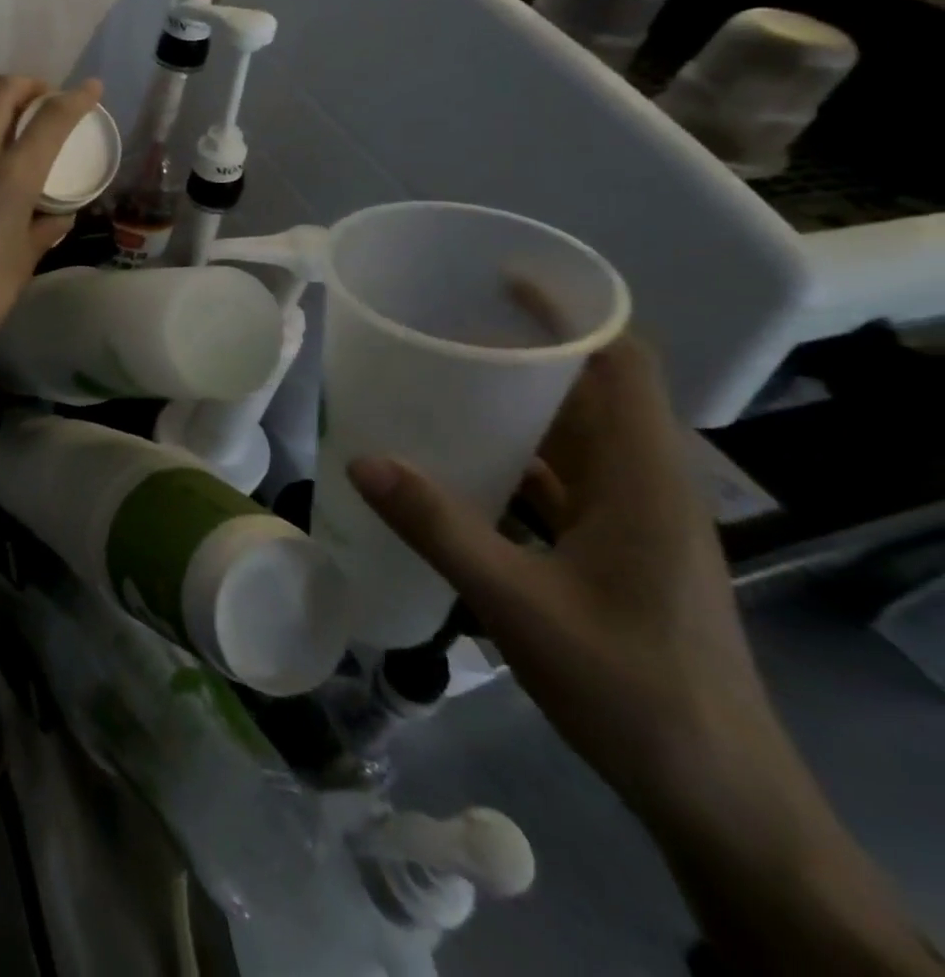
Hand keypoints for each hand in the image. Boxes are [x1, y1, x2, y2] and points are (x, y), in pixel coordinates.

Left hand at [0, 75, 102, 372]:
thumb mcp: (23, 263)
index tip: (91, 89)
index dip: (76, 98)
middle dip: (28, 85)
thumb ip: (44, 230)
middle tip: (41, 101)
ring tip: (4, 121)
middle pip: (0, 91)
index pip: (49, 119)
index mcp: (10, 178)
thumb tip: (60, 214)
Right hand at [346, 338, 779, 820]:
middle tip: (443, 332)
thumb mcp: (521, 605)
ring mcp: (634, 523)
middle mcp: (645, 488)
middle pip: (590, 394)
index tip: (501, 282)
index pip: (621, 365)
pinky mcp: (617, 553)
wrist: (717, 797)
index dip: (571, 313)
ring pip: (573, 440)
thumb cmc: (632, 689)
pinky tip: (459, 466)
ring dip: (515, 409)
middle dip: (522, 355)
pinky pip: (561, 483)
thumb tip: (362, 459)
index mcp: (645, 481)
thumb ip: (439, 528)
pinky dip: (515, 461)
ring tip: (440, 387)